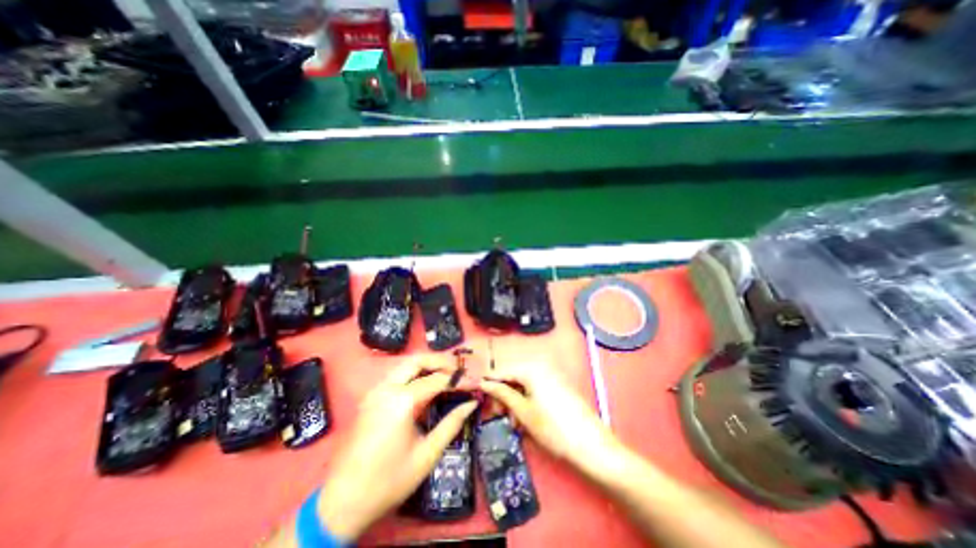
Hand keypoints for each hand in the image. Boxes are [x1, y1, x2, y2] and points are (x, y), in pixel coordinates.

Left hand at [314, 358, 478, 540]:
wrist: (343, 503)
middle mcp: (386, 388)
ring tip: (446, 374)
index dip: (459, 379)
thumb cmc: (389, 481)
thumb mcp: (427, 454)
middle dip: (440, 361)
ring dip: (427, 365)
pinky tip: (425, 385)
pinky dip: (414, 374)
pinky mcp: (370, 398)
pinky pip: (396, 376)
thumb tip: (471, 403)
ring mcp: (375, 391)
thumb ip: (452, 423)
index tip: (474, 380)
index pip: (438, 380)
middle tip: (459, 370)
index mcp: (401, 401)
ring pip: (405, 365)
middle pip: (417, 361)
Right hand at [479, 365, 623, 478]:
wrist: (591, 445)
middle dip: (504, 395)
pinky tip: (526, 419)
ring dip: (515, 401)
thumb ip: (502, 394)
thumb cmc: (553, 427)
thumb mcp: (523, 411)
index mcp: (531, 368)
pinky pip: (535, 389)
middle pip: (513, 376)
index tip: (478, 395)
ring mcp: (551, 376)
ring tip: (514, 423)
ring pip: (523, 384)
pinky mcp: (557, 386)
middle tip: (499, 415)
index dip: (489, 383)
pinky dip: (527, 401)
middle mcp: (541, 366)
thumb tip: (484, 383)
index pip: (502, 370)